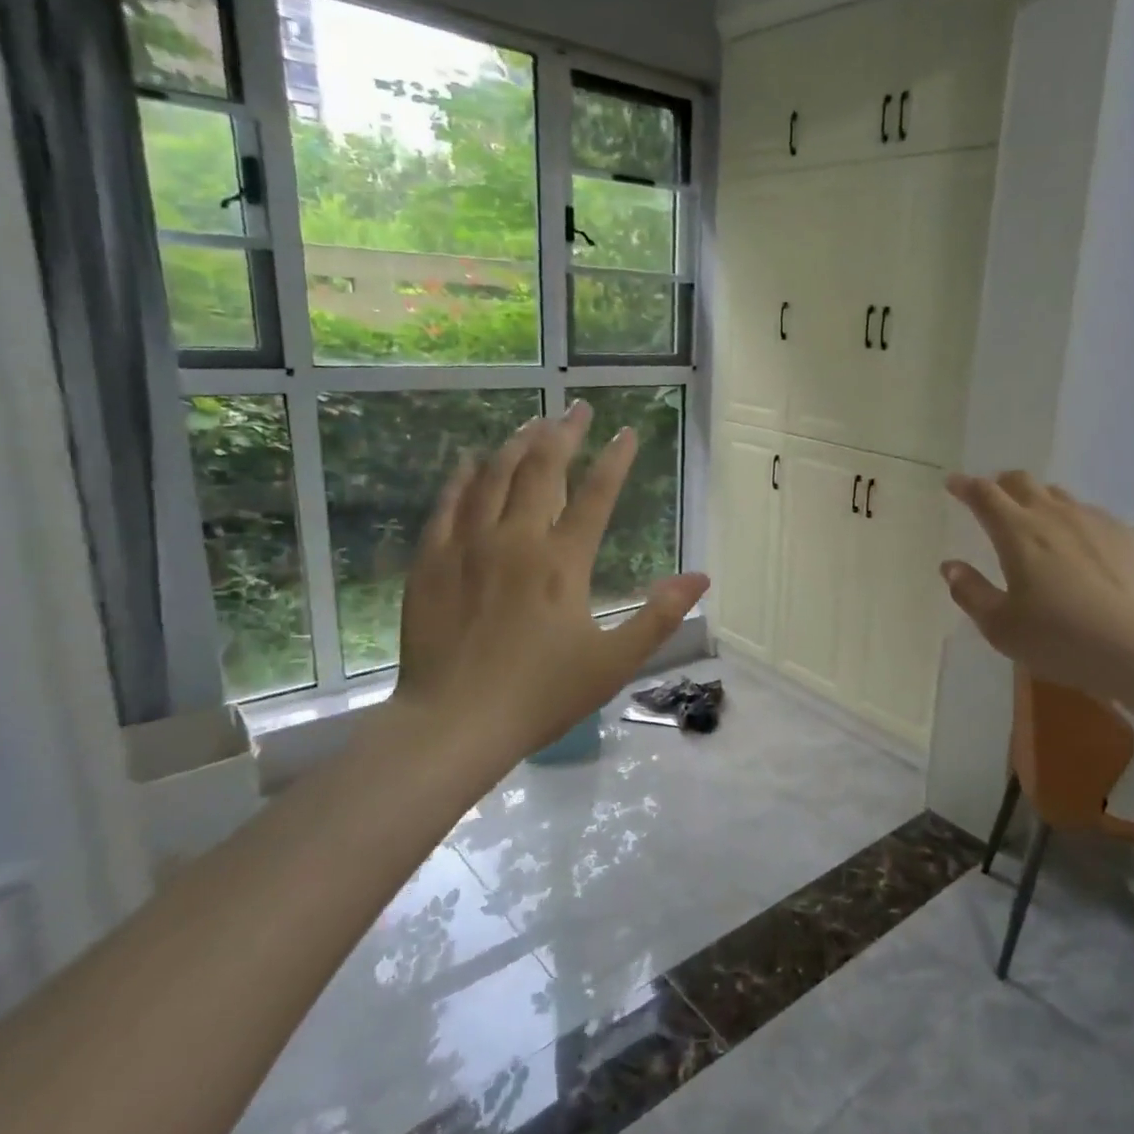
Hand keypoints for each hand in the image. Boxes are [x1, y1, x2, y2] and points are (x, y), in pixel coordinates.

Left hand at [388, 400, 709, 782]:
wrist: (453, 724)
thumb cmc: (541, 695)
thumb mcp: (614, 662)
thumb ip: (659, 616)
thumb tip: (701, 577)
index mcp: (562, 563)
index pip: (596, 495)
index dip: (615, 460)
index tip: (628, 432)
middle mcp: (515, 540)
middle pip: (541, 470)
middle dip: (562, 434)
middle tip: (576, 408)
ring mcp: (468, 547)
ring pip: (492, 477)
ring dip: (515, 444)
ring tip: (532, 423)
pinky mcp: (432, 562)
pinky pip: (448, 504)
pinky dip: (462, 477)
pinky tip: (469, 461)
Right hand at [941, 471, 1133, 703]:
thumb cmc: (1060, 638)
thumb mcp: (1001, 626)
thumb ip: (971, 592)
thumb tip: (951, 567)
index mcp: (1017, 532)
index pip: (984, 495)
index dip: (965, 486)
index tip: (953, 483)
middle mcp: (1054, 515)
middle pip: (1022, 482)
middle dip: (1001, 484)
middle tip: (992, 498)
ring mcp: (1095, 521)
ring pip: (1059, 495)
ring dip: (1038, 499)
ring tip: (1035, 520)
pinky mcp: (1127, 536)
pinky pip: (1091, 514)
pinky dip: (1073, 519)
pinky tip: (1079, 544)